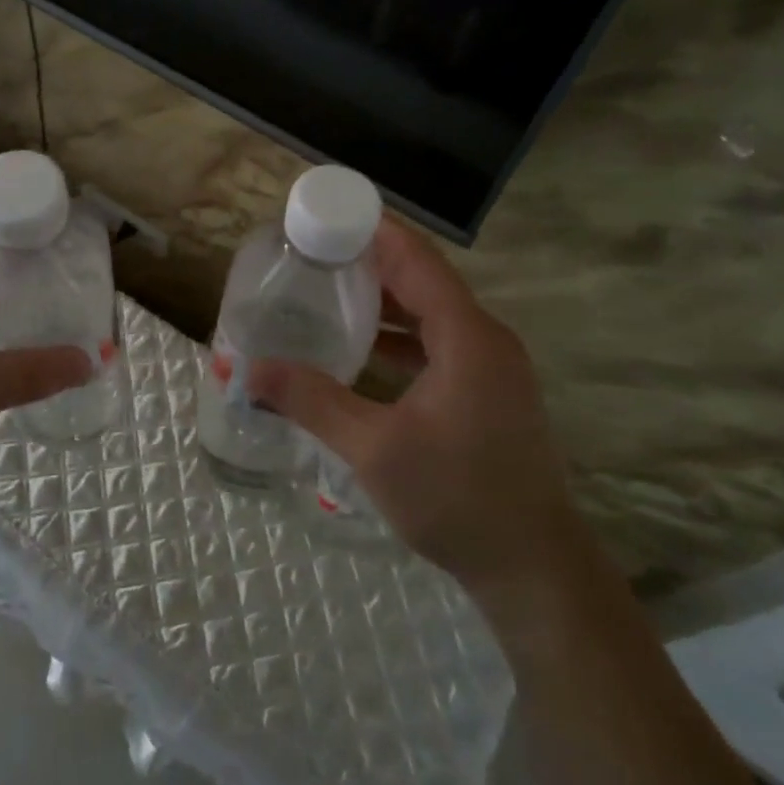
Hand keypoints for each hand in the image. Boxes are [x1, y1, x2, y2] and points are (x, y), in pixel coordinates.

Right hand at [249, 216, 579, 593]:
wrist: (534, 568)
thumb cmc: (456, 499)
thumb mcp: (374, 448)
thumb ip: (312, 401)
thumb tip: (250, 371)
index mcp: (467, 337)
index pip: (417, 260)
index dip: (374, 232)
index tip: (327, 216)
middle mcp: (485, 340)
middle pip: (423, 282)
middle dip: (370, 264)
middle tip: (314, 256)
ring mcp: (492, 368)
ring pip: (432, 315)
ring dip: (385, 302)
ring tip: (329, 294)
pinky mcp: (489, 393)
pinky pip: (440, 345)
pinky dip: (401, 338)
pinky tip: (362, 350)